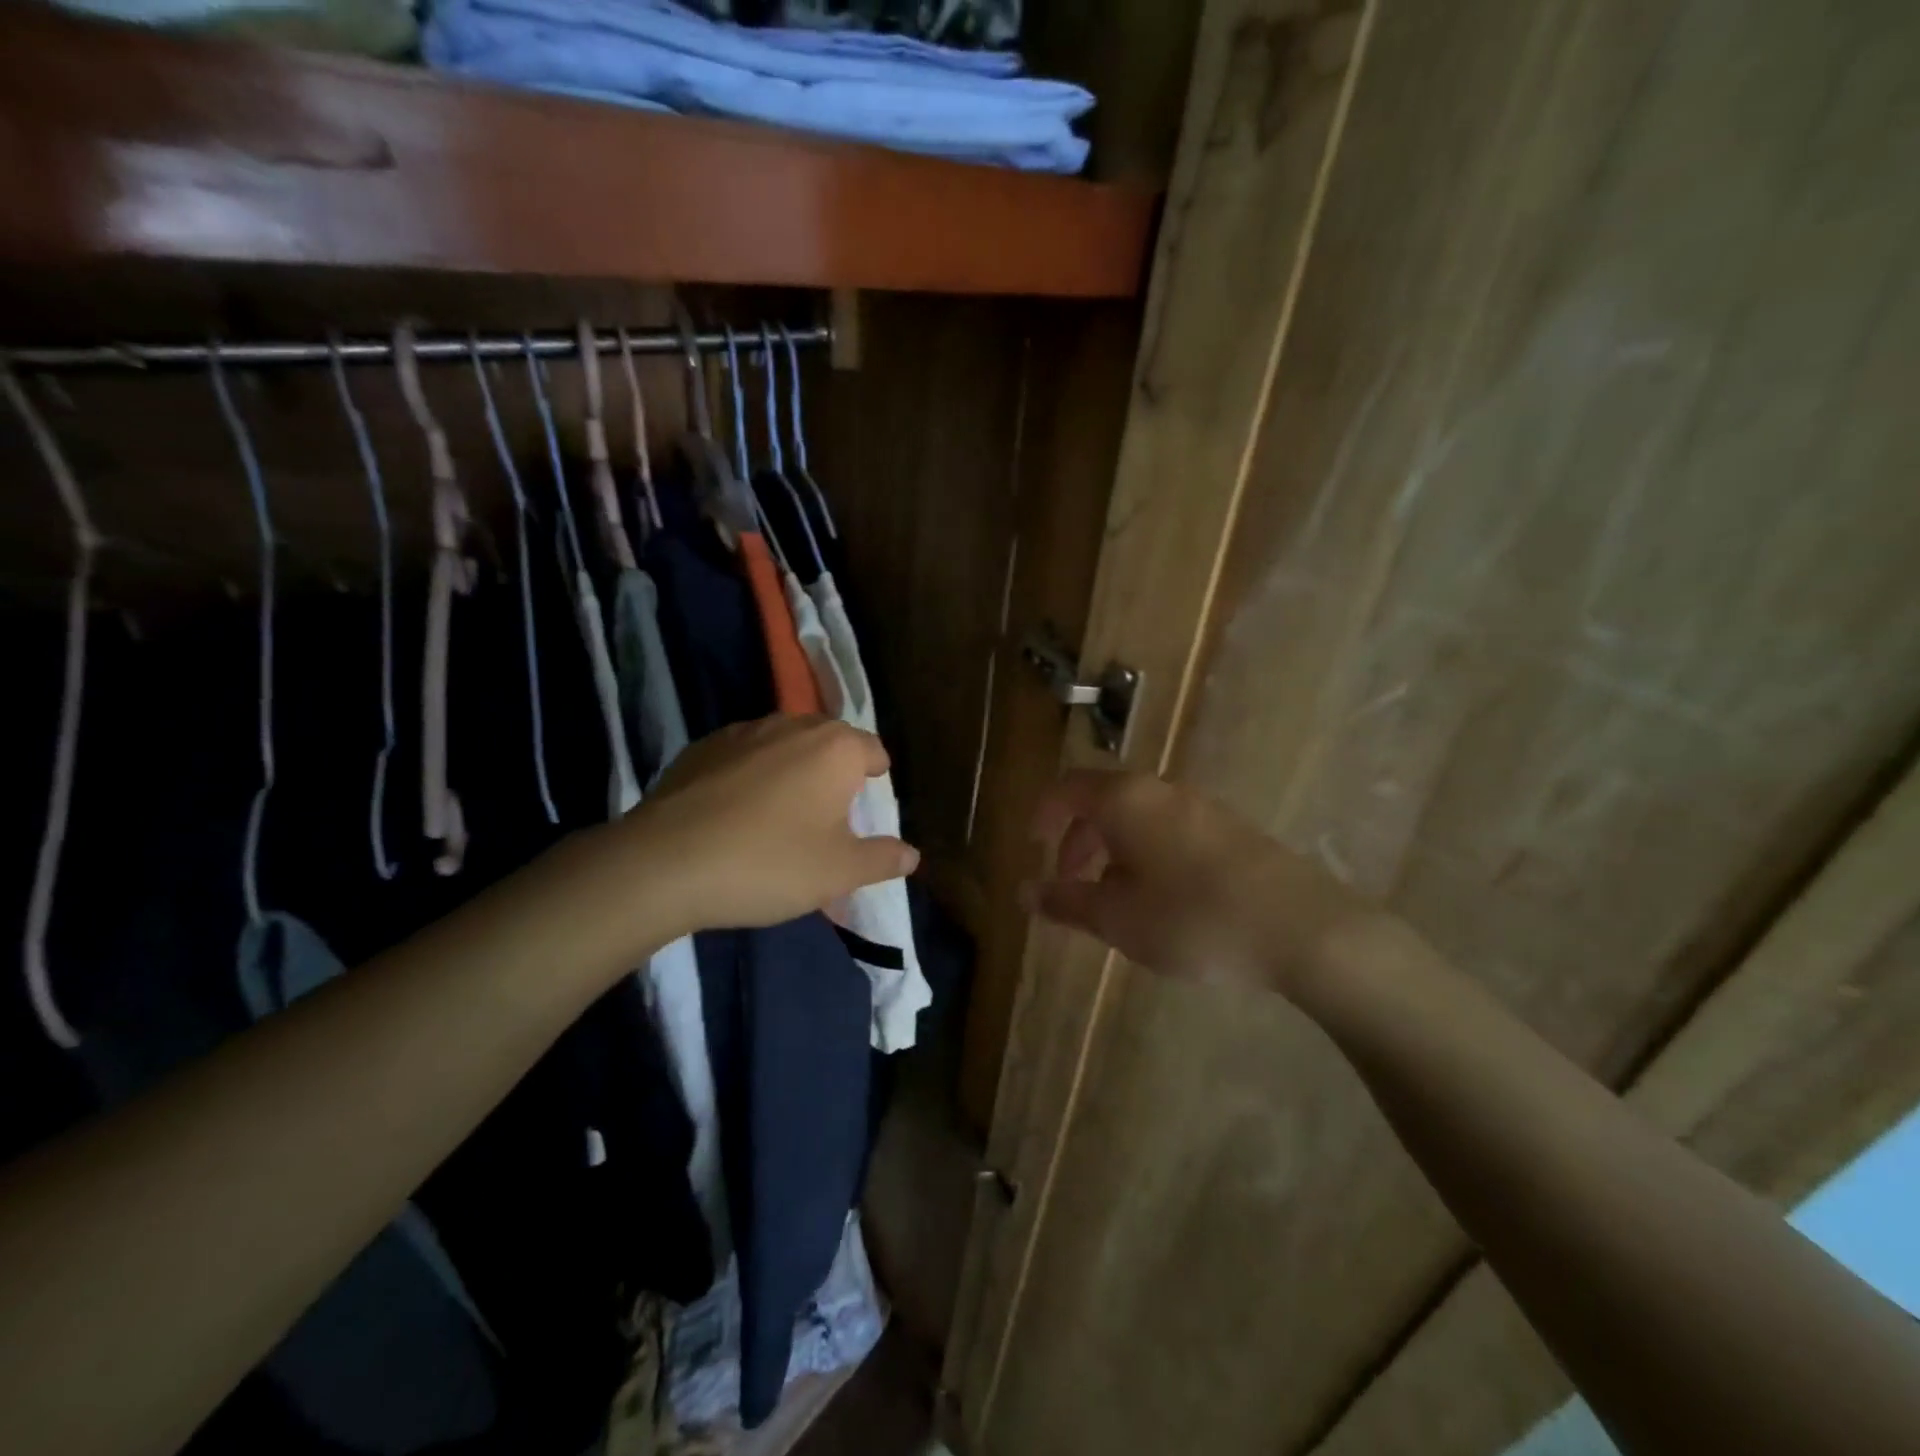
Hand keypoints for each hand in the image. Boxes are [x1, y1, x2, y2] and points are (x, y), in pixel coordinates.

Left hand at [623, 716, 918, 938]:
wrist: (664, 864)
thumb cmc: (769, 863)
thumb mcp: (839, 872)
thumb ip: (882, 859)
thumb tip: (912, 854)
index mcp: (835, 748)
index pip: (872, 749)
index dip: (876, 775)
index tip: (869, 802)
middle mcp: (792, 726)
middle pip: (829, 740)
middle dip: (835, 769)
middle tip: (830, 813)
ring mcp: (741, 732)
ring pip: (784, 743)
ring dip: (792, 768)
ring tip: (782, 812)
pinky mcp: (700, 748)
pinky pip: (743, 755)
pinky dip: (751, 774)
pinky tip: (736, 813)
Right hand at [1024, 771, 1372, 997]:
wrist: (1302, 928)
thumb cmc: (1193, 918)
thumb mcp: (1118, 919)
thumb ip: (1065, 901)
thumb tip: (1024, 892)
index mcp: (1125, 799)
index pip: (1066, 788)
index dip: (1042, 816)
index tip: (1034, 850)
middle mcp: (1160, 790)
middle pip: (1102, 800)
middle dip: (1077, 839)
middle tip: (1070, 882)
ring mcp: (1201, 806)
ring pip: (1137, 816)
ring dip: (1112, 848)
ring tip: (1113, 898)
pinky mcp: (1231, 829)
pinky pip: (1169, 829)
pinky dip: (1146, 852)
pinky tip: (1161, 898)